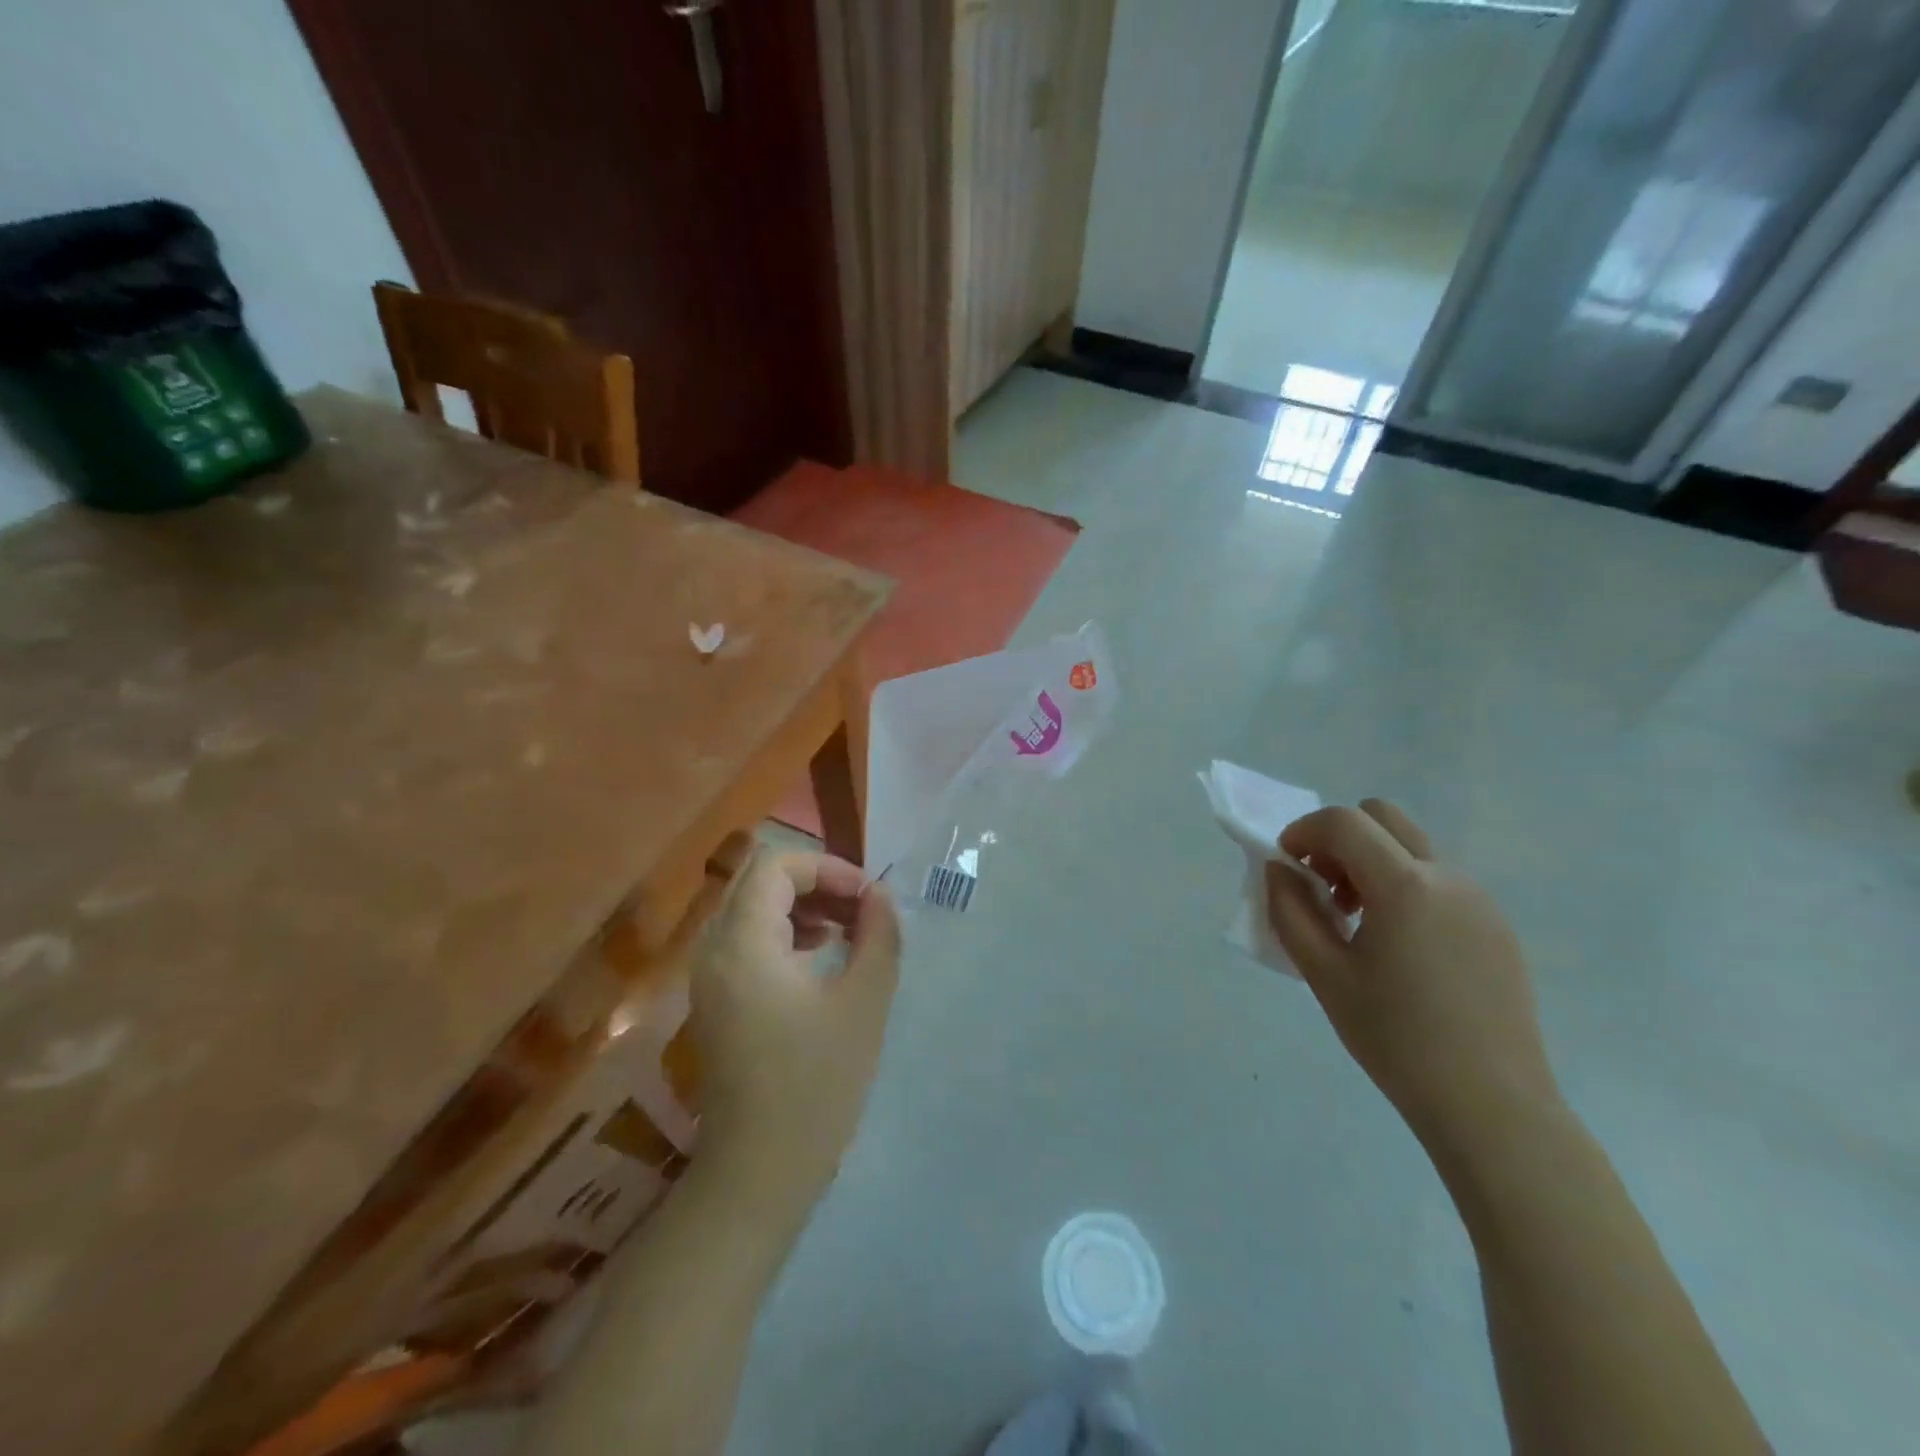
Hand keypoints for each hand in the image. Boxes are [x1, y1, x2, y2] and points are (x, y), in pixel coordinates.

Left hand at [688, 850, 901, 1220]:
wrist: (758, 1173)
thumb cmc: (816, 1085)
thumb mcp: (863, 1003)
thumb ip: (878, 936)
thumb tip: (880, 895)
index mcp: (742, 944)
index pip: (776, 865)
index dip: (827, 867)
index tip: (867, 896)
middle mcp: (713, 950)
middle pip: (759, 881)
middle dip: (815, 882)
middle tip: (860, 908)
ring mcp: (708, 977)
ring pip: (752, 909)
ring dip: (801, 906)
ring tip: (847, 930)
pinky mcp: (714, 1000)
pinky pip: (746, 940)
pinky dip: (784, 933)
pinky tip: (819, 957)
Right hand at [1264, 799, 1562, 1151]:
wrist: (1492, 1106)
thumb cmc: (1396, 1039)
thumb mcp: (1324, 974)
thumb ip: (1290, 910)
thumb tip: (1280, 869)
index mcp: (1405, 886)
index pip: (1344, 822)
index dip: (1303, 831)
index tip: (1287, 866)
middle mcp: (1448, 878)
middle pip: (1382, 817)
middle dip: (1339, 838)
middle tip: (1321, 886)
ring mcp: (1479, 900)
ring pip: (1411, 847)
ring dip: (1370, 862)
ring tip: (1355, 923)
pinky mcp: (1496, 926)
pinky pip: (1438, 880)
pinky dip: (1402, 887)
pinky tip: (1396, 947)